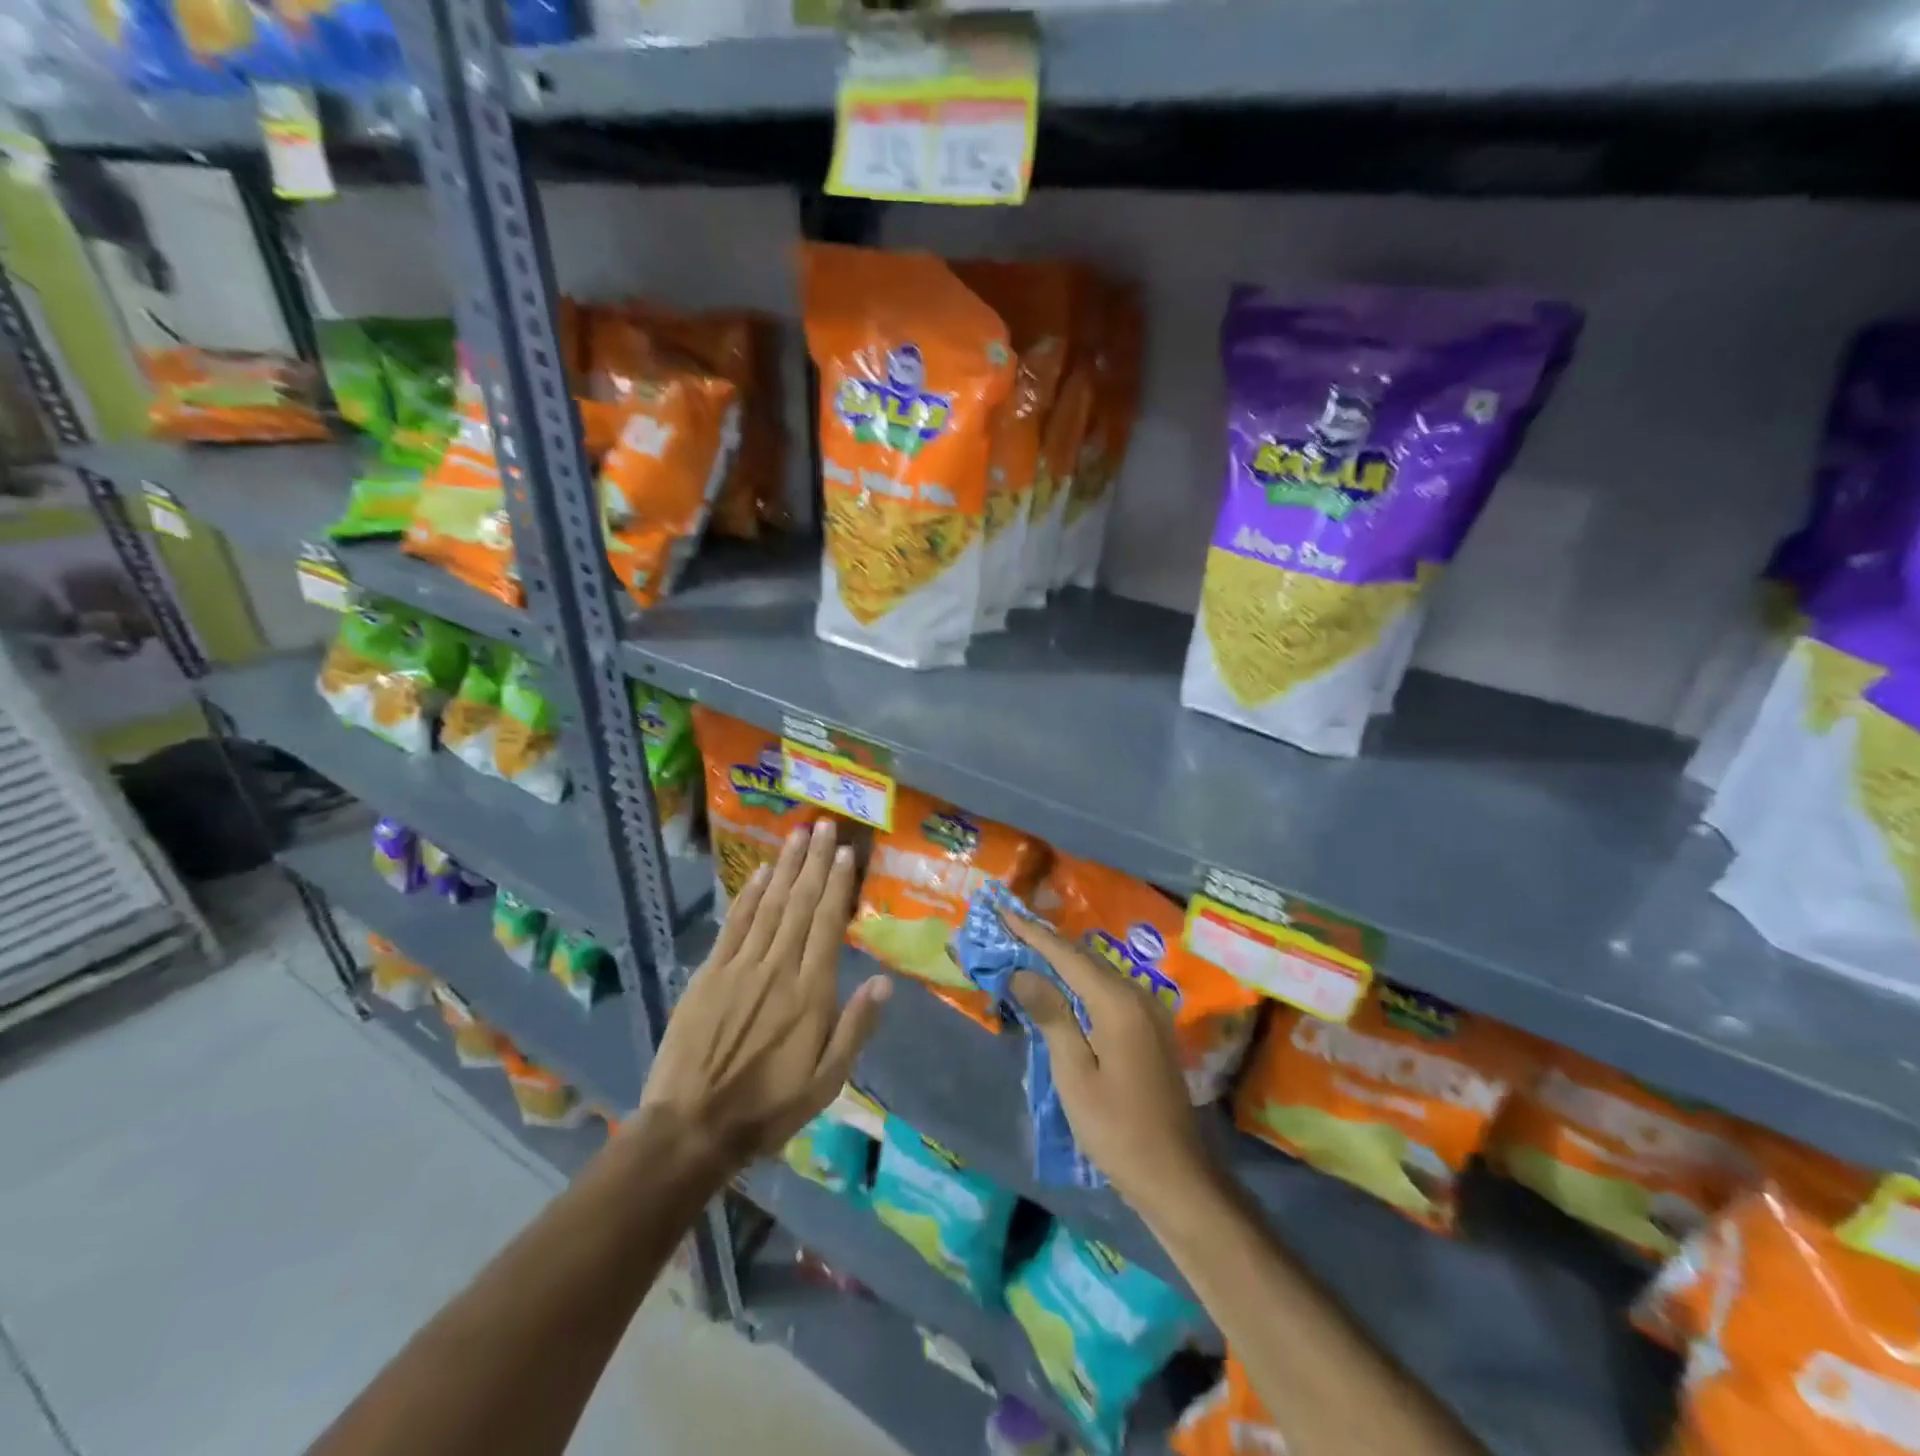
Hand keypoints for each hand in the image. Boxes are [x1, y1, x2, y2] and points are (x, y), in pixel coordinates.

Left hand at [638, 819, 891, 1171]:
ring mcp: (739, 967)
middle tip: (824, 825)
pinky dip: (747, 895)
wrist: (692, 1126)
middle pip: (800, 904)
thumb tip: (884, 981)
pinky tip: (759, 873)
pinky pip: (733, 925)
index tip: (846, 853)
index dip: (838, 885)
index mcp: (810, 992)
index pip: (828, 925)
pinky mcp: (709, 974)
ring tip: (798, 835)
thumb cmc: (768, 1107)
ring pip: (769, 905)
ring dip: (785, 867)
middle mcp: (777, 968)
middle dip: (814, 862)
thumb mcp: (826, 1081)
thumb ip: (855, 1027)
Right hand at [1004, 914, 1215, 1219]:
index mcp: (1118, 1002)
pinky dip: (1080, 982)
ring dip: (1062, 961)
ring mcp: (1149, 1012)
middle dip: (1045, 942)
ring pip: (1098, 972)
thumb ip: (1051, 1015)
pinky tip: (1061, 987)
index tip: (1003, 910)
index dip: (1032, 933)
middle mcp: (1138, 995)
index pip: (1066, 955)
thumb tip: (1023, 971)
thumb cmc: (1117, 1129)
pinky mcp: (1150, 1029)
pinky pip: (1109, 990)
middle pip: (1084, 957)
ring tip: (1027, 950)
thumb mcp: (1074, 1074)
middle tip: (1009, 928)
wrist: (1175, 1176)